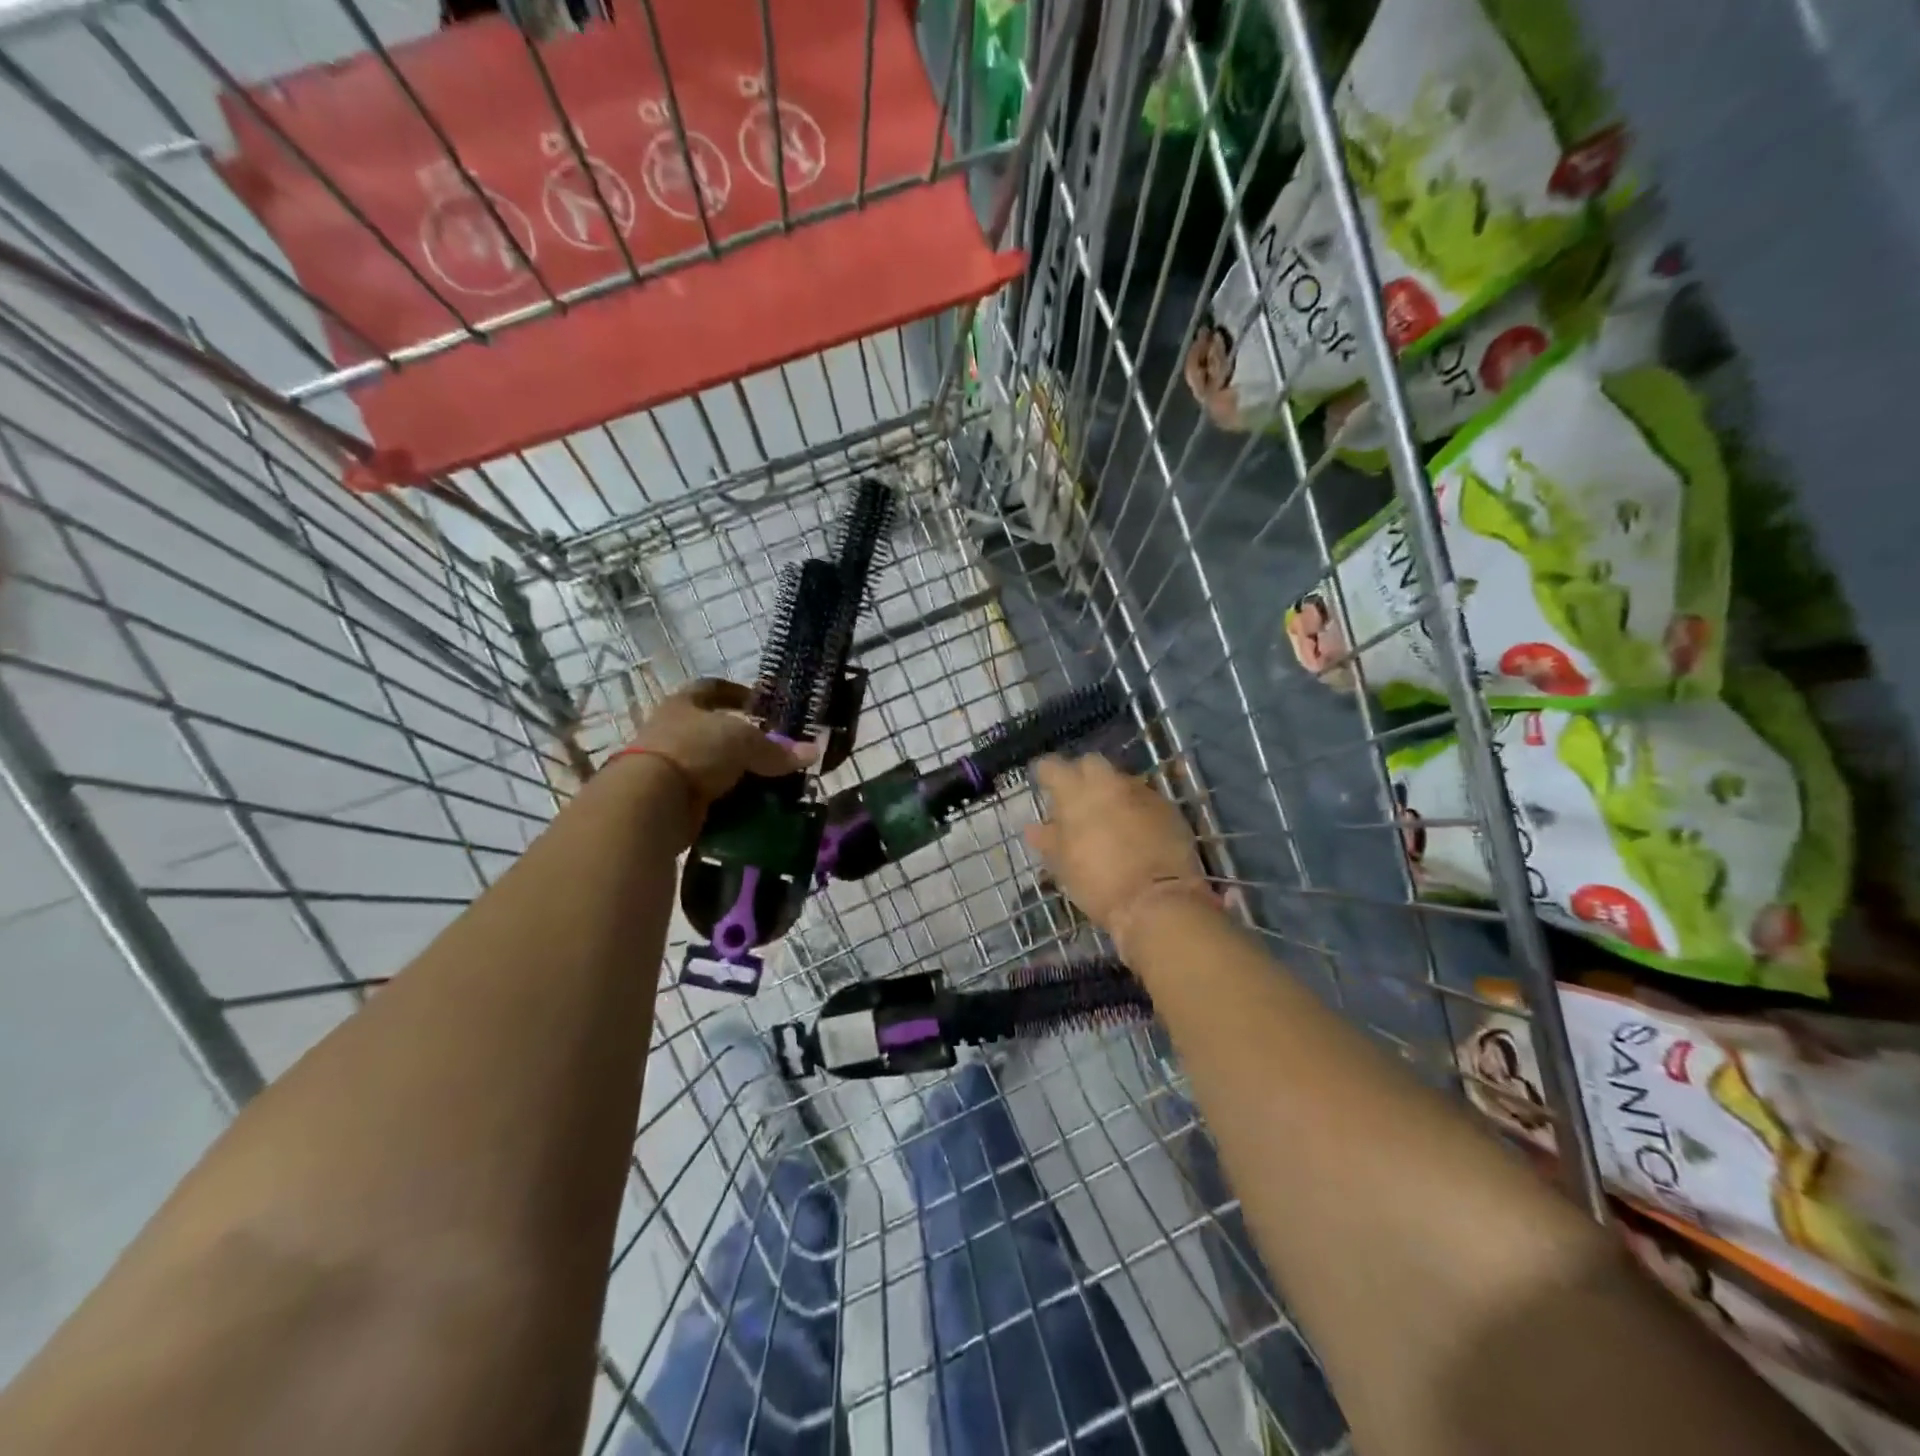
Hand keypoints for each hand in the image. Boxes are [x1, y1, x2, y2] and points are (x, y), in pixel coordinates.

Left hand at [625, 679, 813, 810]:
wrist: (651, 802)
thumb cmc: (695, 751)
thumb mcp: (744, 743)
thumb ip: (777, 750)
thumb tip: (813, 751)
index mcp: (684, 704)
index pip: (711, 688)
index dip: (737, 692)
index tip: (760, 704)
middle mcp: (672, 731)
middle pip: (713, 731)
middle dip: (743, 741)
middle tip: (773, 752)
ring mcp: (668, 767)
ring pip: (712, 766)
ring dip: (737, 775)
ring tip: (768, 783)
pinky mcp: (671, 801)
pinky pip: (708, 797)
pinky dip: (728, 802)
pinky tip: (751, 807)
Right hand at [1024, 755, 1212, 944]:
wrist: (1158, 901)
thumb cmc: (1099, 884)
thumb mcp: (1064, 865)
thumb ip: (1048, 840)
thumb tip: (1034, 828)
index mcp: (1076, 794)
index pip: (1052, 766)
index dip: (1045, 773)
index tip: (1042, 784)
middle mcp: (1108, 784)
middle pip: (1091, 763)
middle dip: (1082, 775)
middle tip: (1078, 799)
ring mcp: (1141, 793)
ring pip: (1120, 780)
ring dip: (1111, 792)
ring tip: (1107, 818)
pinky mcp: (1168, 808)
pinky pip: (1144, 798)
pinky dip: (1135, 808)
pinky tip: (1135, 830)